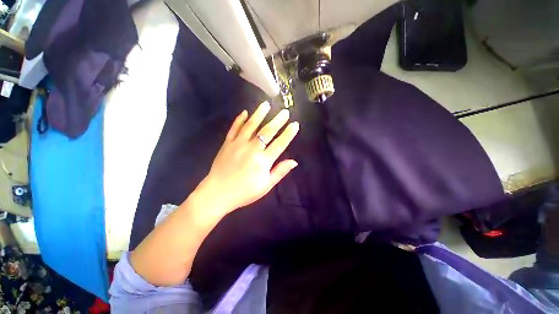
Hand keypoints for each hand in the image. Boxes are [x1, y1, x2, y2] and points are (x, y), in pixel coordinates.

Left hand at [198, 101, 298, 214]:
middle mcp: (252, 149)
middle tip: (284, 111)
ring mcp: (238, 144)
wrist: (217, 194)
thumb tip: (294, 162)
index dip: (288, 134)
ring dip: (259, 114)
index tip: (295, 124)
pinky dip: (239, 120)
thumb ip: (279, 172)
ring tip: (266, 104)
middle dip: (277, 121)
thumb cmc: (244, 192)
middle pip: (267, 132)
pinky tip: (244, 112)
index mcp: (263, 161)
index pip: (279, 144)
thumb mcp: (265, 186)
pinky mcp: (227, 144)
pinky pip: (234, 129)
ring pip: (250, 126)